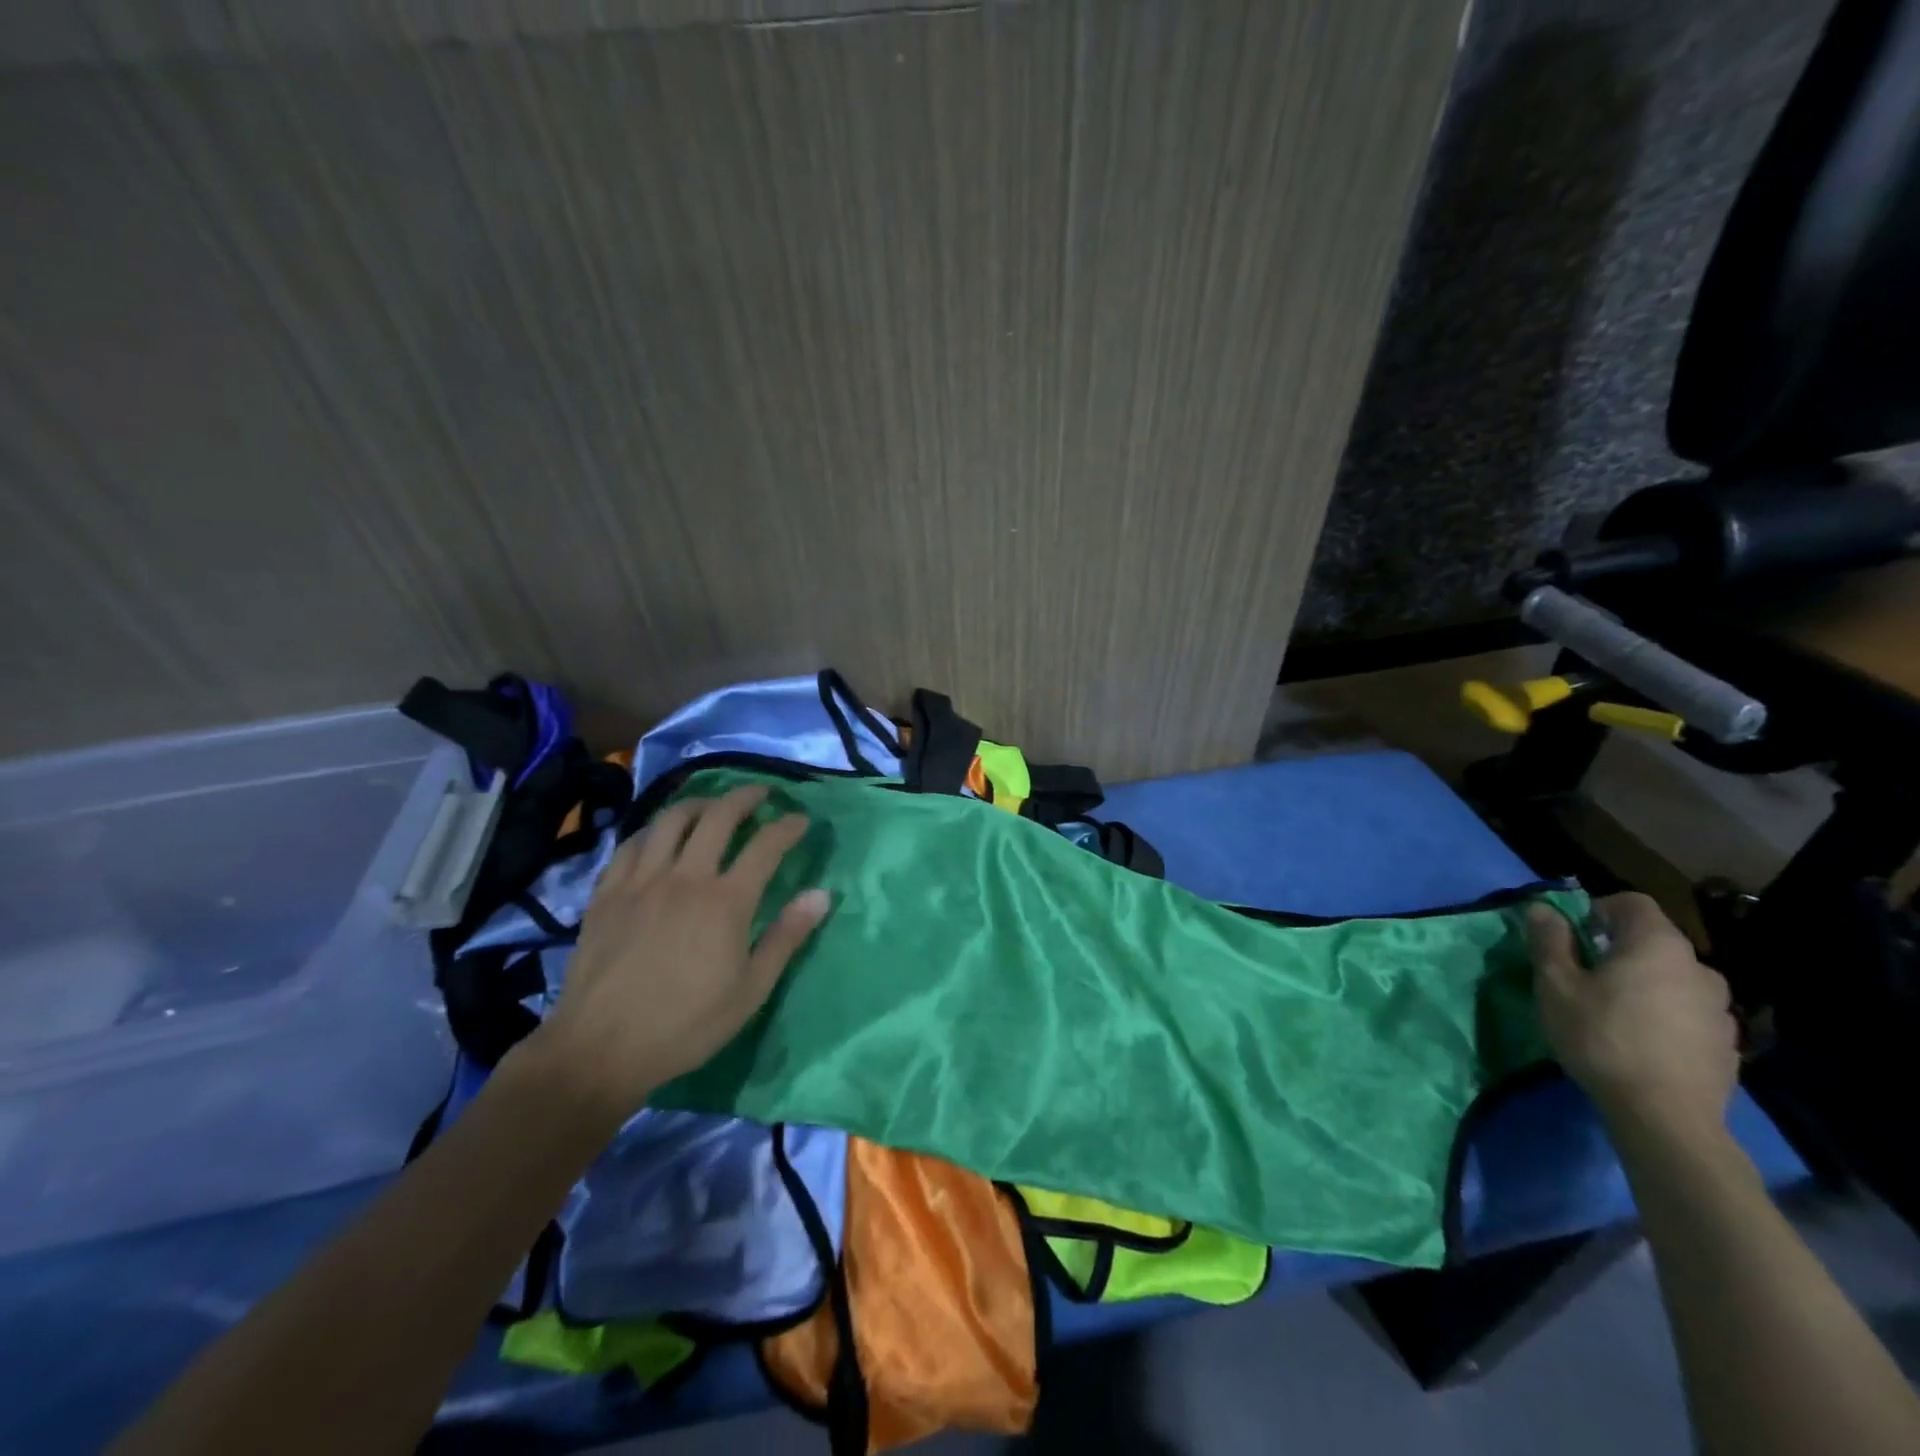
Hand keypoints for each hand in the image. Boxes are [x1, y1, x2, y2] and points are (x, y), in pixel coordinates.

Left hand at [524, 784, 830, 1121]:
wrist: (600, 1048)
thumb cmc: (686, 1024)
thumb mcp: (751, 990)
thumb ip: (787, 937)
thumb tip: (822, 894)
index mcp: (726, 902)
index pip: (766, 846)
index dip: (788, 826)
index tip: (801, 819)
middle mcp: (685, 877)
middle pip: (718, 817)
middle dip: (745, 797)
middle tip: (760, 794)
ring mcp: (641, 881)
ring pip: (671, 820)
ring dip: (698, 804)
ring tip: (711, 806)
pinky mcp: (607, 892)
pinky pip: (632, 844)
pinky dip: (653, 830)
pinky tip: (659, 836)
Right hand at [1529, 892, 1738, 1141]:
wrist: (1666, 1117)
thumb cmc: (1601, 1037)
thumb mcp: (1556, 985)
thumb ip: (1550, 941)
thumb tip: (1543, 909)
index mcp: (1657, 945)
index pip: (1632, 903)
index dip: (1597, 908)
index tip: (1572, 935)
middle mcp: (1699, 967)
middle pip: (1653, 940)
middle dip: (1618, 948)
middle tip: (1583, 975)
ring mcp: (1720, 1008)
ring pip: (1672, 977)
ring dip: (1643, 982)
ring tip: (1612, 1011)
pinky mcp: (1727, 1043)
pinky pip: (1687, 1011)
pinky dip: (1663, 1013)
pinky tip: (1639, 1041)